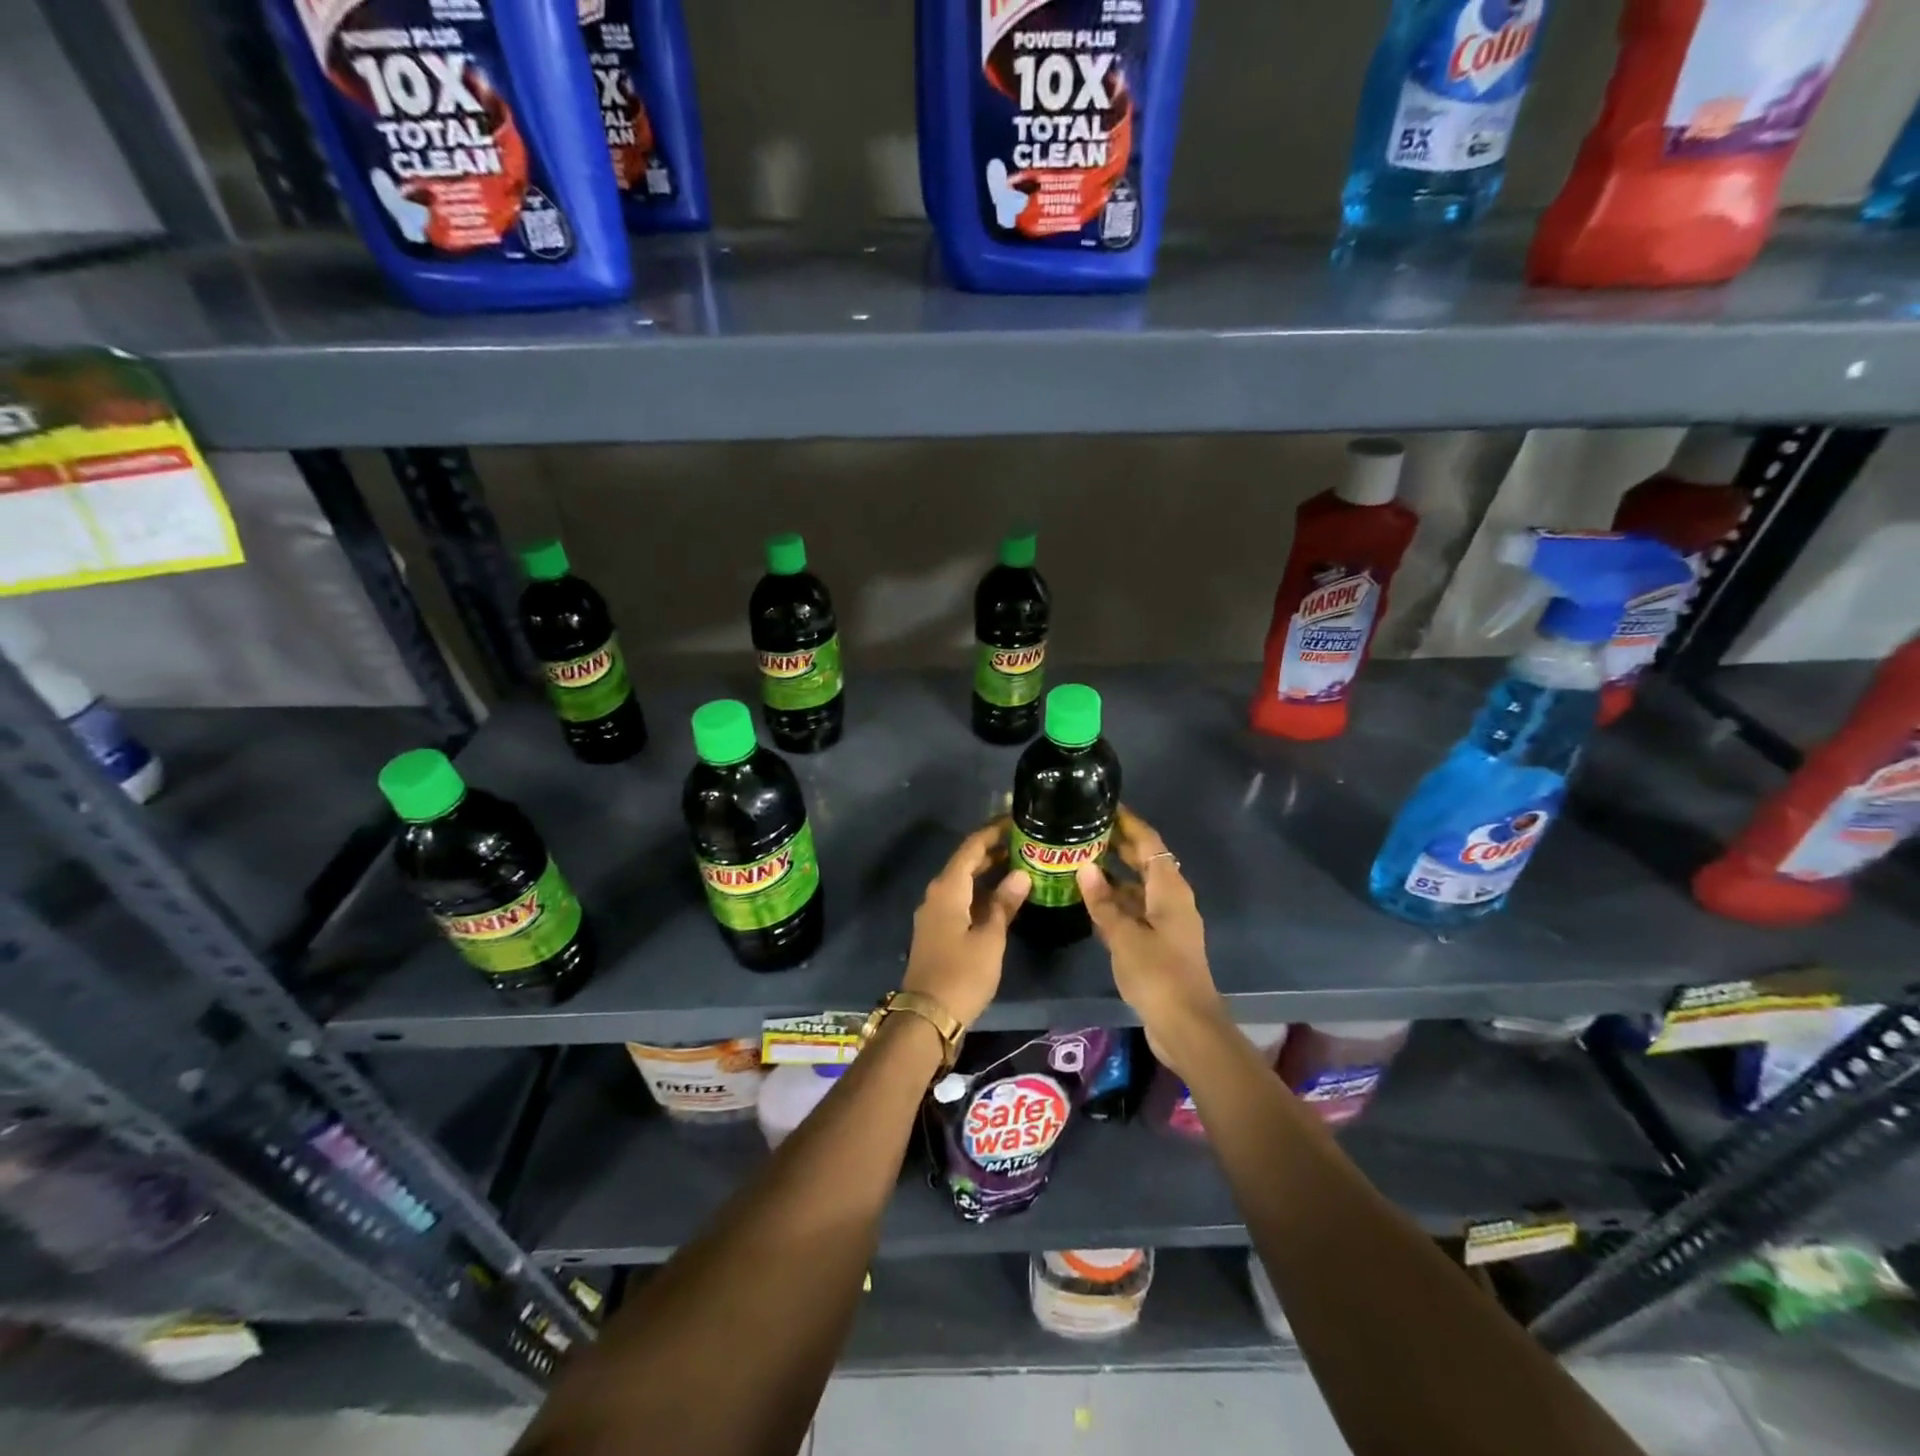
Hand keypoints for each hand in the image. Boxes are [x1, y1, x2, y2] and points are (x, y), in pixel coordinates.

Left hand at [901, 822, 1030, 1027]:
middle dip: (993, 851)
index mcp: (947, 889)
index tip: (1016, 821)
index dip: (993, 832)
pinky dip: (981, 893)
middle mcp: (936, 894)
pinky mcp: (937, 931)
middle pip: (965, 863)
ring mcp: (934, 914)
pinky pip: (961, 900)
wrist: (926, 1016)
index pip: (971, 847)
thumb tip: (1021, 874)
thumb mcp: (990, 939)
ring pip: (963, 882)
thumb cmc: (962, 974)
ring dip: (988, 873)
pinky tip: (1003, 898)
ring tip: (1020, 865)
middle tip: (1024, 842)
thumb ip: (1004, 904)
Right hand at [1077, 809, 1228, 1078]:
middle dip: (1119, 845)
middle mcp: (1171, 899)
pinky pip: (1136, 910)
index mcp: (1169, 889)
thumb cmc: (1157, 973)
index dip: (1129, 822)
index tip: (1105, 805)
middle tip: (1084, 830)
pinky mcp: (1160, 943)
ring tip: (1080, 861)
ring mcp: (1167, 922)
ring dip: (1114, 875)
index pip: (1149, 842)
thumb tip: (1085, 866)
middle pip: (1146, 862)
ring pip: (1139, 887)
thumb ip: (1103, 901)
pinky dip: (1117, 901)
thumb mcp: (1124, 935)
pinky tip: (1091, 902)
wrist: (1186, 1026)